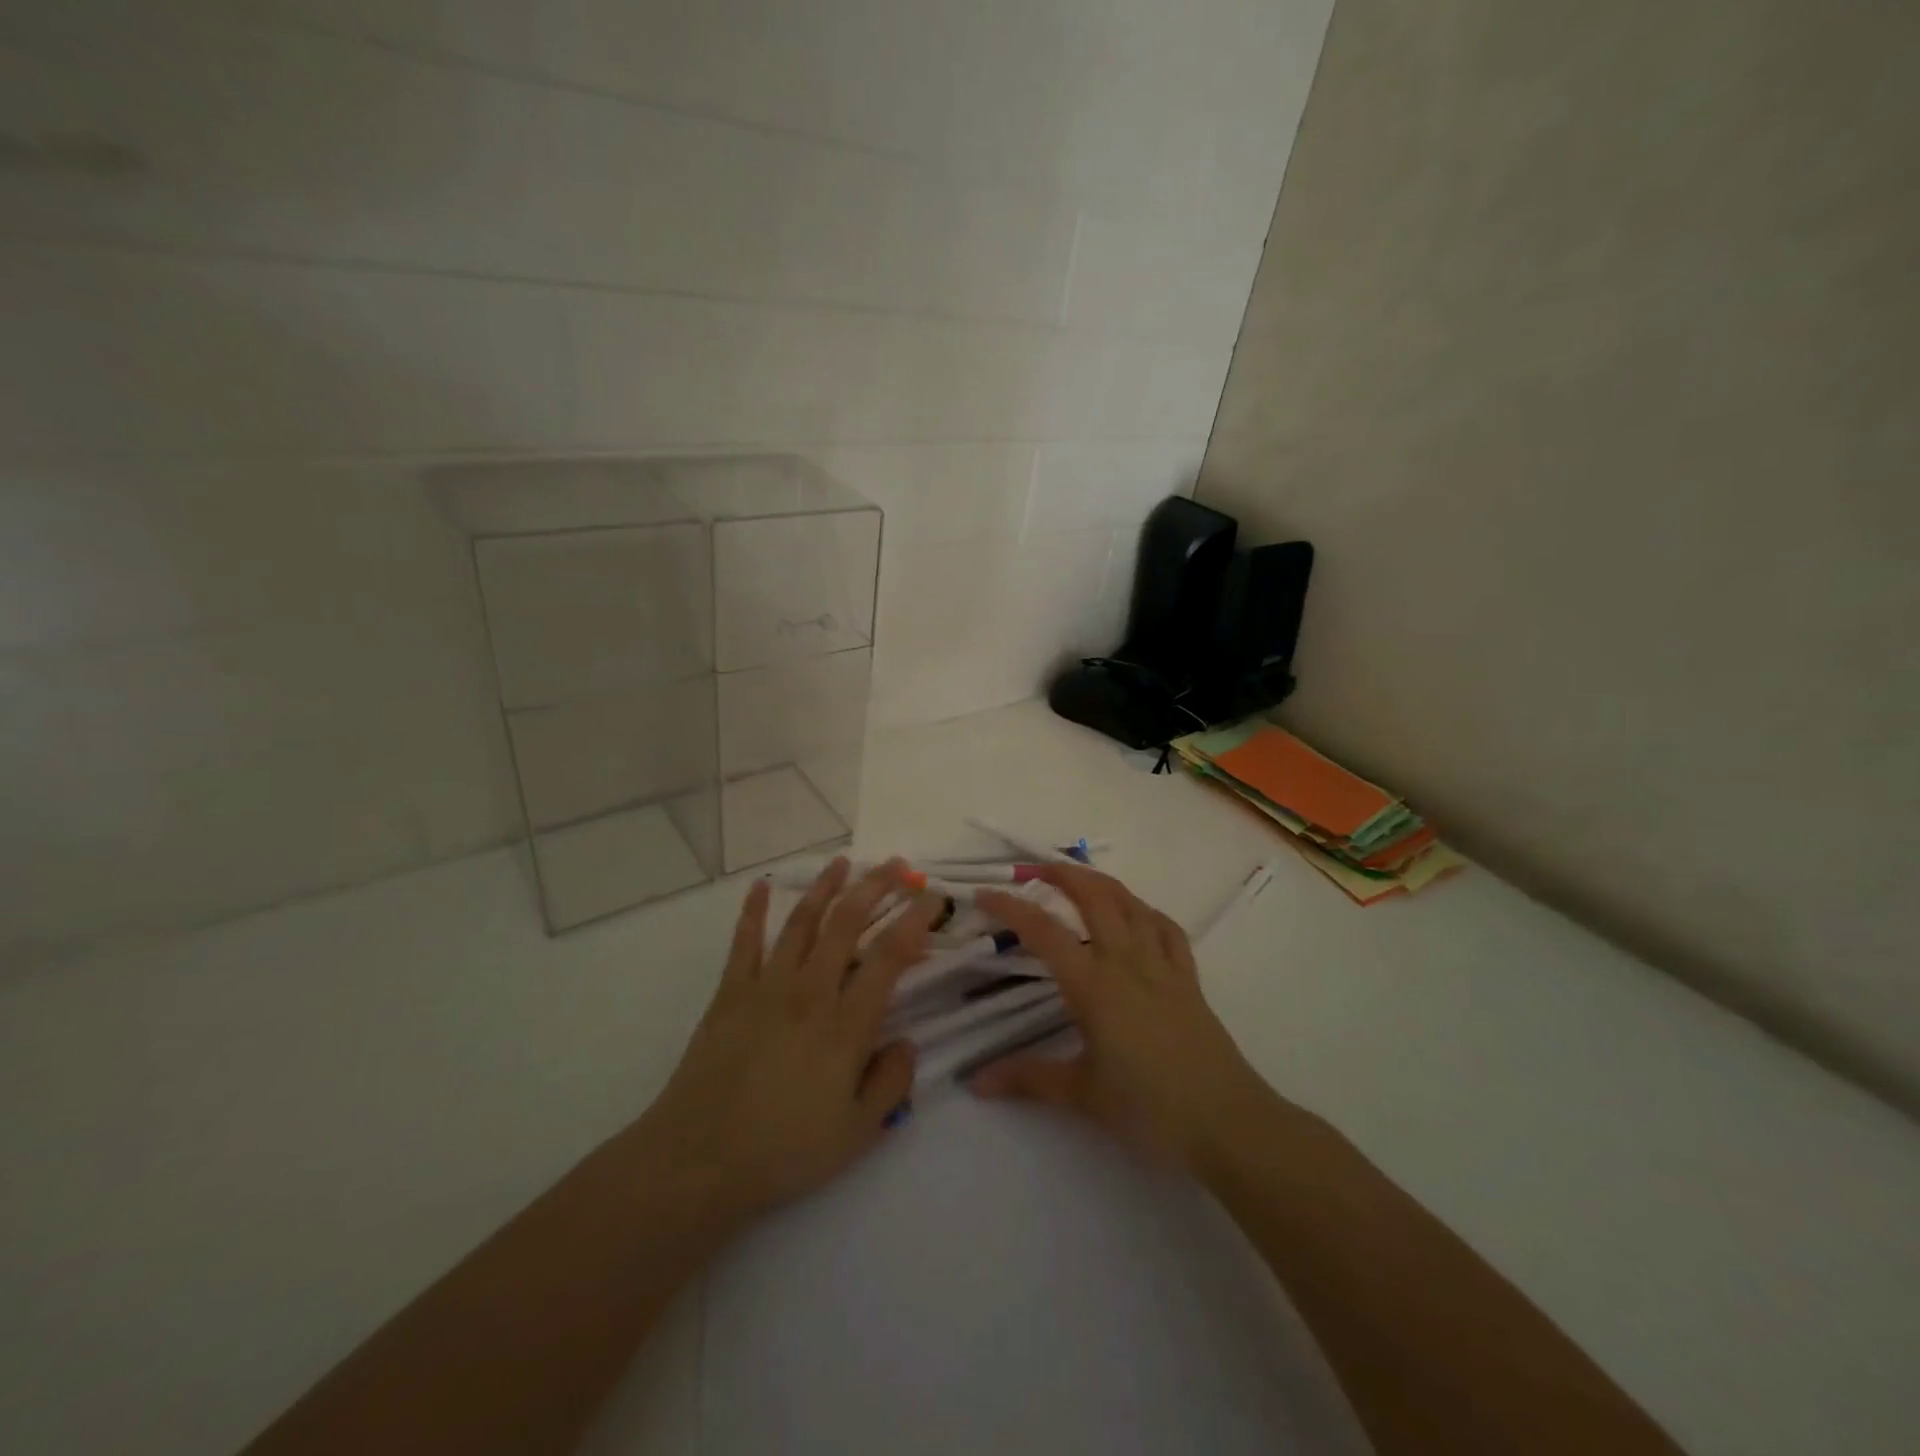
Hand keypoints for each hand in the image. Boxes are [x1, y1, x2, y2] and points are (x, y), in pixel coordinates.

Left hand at [633, 858, 940, 1228]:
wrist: (697, 1160)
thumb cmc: (783, 1150)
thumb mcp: (857, 1133)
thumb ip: (891, 1084)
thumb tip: (907, 1042)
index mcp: (845, 1024)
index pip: (889, 957)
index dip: (914, 920)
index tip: (933, 896)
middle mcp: (809, 992)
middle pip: (847, 923)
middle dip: (876, 887)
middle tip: (897, 865)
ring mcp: (766, 987)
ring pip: (802, 922)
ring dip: (825, 887)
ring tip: (844, 862)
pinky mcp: (730, 993)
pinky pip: (745, 942)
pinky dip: (753, 911)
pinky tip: (760, 886)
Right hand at [971, 866, 1269, 1168]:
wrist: (1226, 1122)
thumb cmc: (1148, 1109)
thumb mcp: (1080, 1094)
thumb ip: (1026, 1078)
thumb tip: (974, 1082)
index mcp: (1093, 985)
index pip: (1044, 931)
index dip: (1011, 907)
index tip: (984, 894)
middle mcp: (1126, 961)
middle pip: (1095, 897)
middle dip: (1063, 874)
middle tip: (1036, 870)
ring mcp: (1162, 965)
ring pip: (1131, 903)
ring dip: (1102, 883)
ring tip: (1079, 881)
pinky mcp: (1188, 978)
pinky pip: (1166, 928)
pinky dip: (1145, 911)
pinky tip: (1137, 916)